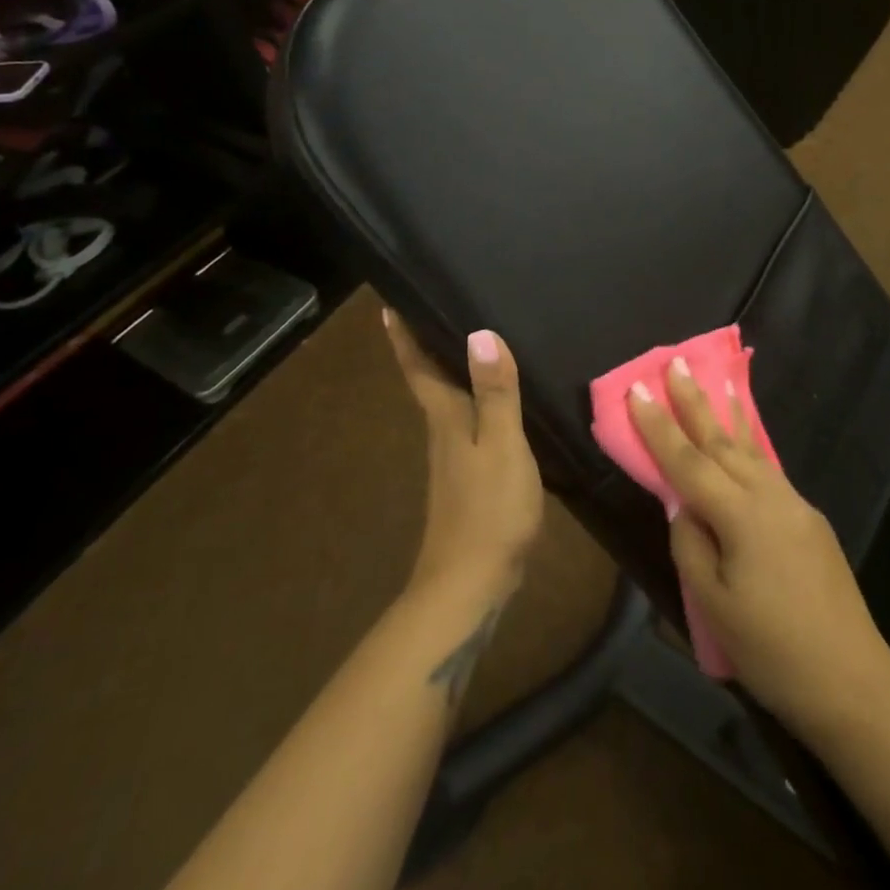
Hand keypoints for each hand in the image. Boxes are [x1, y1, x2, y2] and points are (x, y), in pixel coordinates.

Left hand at [384, 310, 544, 605]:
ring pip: (448, 401)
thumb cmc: (489, 509)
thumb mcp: (502, 444)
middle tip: (434, 307)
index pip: (419, 367)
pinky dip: (474, 400)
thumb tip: (481, 333)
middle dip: (426, 345)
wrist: (471, 585)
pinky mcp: (469, 478)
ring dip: (451, 370)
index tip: (388, 305)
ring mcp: (454, 458)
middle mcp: (443, 431)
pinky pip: (468, 423)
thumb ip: (495, 392)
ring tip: (468, 342)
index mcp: (446, 418)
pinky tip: (493, 400)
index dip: (404, 336)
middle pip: (430, 380)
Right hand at [628, 363, 889, 728]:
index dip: (658, 426)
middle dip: (695, 402)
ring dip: (727, 416)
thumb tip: (684, 509)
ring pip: (752, 450)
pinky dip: (751, 446)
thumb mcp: (714, 606)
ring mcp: (795, 505)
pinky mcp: (810, 520)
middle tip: (676, 362)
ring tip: (715, 383)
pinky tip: (745, 442)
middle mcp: (770, 496)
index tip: (637, 389)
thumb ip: (691, 546)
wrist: (854, 681)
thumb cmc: (773, 651)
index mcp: (741, 515)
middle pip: (722, 441)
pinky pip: (769, 470)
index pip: (688, 461)